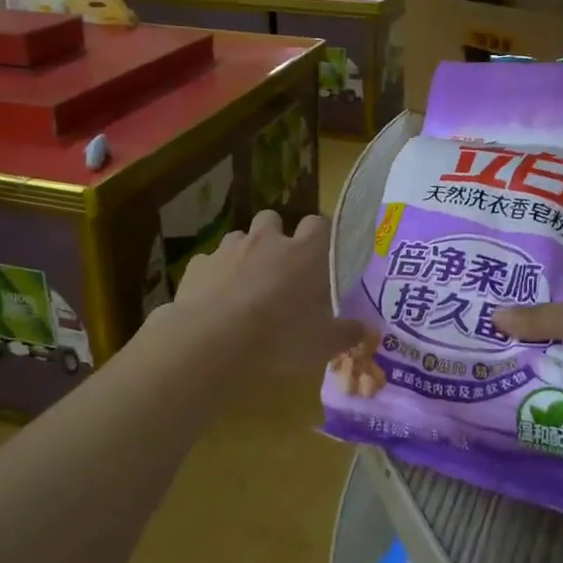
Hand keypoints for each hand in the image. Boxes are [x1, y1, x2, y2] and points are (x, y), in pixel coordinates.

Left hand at [167, 209, 369, 371]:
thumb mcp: (323, 344)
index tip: (323, 254)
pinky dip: (214, 275)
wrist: (211, 340)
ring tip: (246, 283)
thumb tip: (364, 329)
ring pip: (239, 237)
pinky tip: (214, 299)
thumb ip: (346, 333)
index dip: (321, 235)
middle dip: (276, 236)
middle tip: (281, 267)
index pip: (320, 224)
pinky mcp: (198, 265)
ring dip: (245, 253)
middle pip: (273, 219)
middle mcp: (267, 241)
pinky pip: (210, 262)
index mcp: (304, 253)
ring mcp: (228, 249)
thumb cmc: (279, 337)